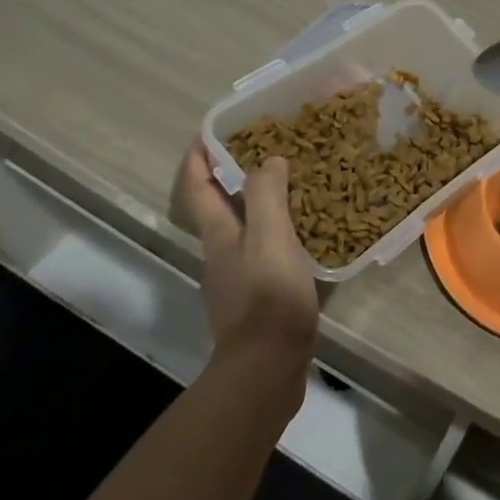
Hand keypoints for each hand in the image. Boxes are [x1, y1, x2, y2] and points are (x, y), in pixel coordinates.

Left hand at [174, 140, 318, 372]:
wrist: (267, 367)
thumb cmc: (268, 296)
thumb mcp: (270, 237)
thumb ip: (266, 196)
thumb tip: (267, 161)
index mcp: (218, 235)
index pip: (198, 187)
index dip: (198, 158)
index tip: (207, 131)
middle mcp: (221, 253)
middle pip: (218, 207)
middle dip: (231, 176)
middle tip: (262, 149)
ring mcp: (236, 278)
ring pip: (242, 229)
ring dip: (256, 203)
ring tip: (288, 184)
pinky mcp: (256, 298)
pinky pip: (262, 251)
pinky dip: (274, 232)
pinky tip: (302, 232)